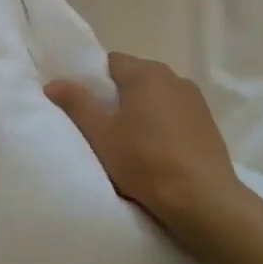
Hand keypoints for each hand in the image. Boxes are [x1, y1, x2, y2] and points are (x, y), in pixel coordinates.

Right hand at [46, 52, 249, 260]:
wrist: (204, 201)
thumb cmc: (145, 161)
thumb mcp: (100, 133)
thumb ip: (76, 103)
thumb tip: (53, 83)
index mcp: (146, 73)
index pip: (111, 62)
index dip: (94, 80)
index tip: (85, 105)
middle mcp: (174, 77)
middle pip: (135, 77)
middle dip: (118, 96)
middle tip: (103, 126)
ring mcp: (196, 101)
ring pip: (156, 97)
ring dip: (142, 111)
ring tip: (130, 141)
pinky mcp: (209, 124)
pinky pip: (175, 115)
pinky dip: (163, 125)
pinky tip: (157, 152)